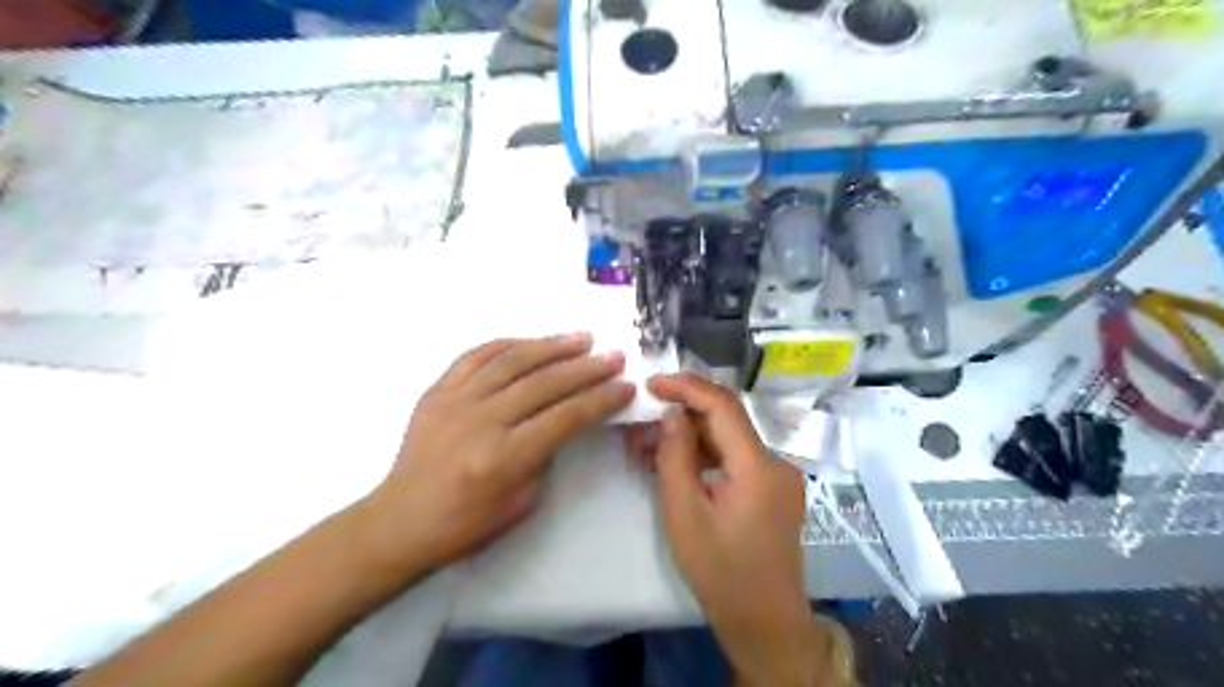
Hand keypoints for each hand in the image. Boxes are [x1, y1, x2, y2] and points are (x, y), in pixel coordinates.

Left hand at [359, 333, 635, 578]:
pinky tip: (531, 341)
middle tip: (613, 357)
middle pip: (545, 383)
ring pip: (512, 360)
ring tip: (582, 338)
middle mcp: (481, 421)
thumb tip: (562, 417)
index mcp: (504, 458)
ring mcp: (456, 400)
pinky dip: (508, 344)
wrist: (401, 520)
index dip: (601, 399)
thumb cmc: (466, 525)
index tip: (625, 386)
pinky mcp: (437, 391)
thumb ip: (545, 454)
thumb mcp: (522, 502)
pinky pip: (476, 355)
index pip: (567, 417)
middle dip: (587, 368)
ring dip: (552, 346)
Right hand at [637, 376, 826, 686]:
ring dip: (689, 438)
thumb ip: (675, 458)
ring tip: (646, 447)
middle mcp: (775, 462)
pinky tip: (673, 465)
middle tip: (641, 422)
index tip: (651, 384)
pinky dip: (703, 458)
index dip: (686, 387)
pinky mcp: (771, 490)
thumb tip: (672, 415)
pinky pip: (733, 461)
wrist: (765, 623)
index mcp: (758, 466)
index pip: (722, 406)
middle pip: (725, 422)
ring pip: (727, 441)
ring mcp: (776, 477)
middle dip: (681, 415)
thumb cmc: (721, 573)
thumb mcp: (684, 514)